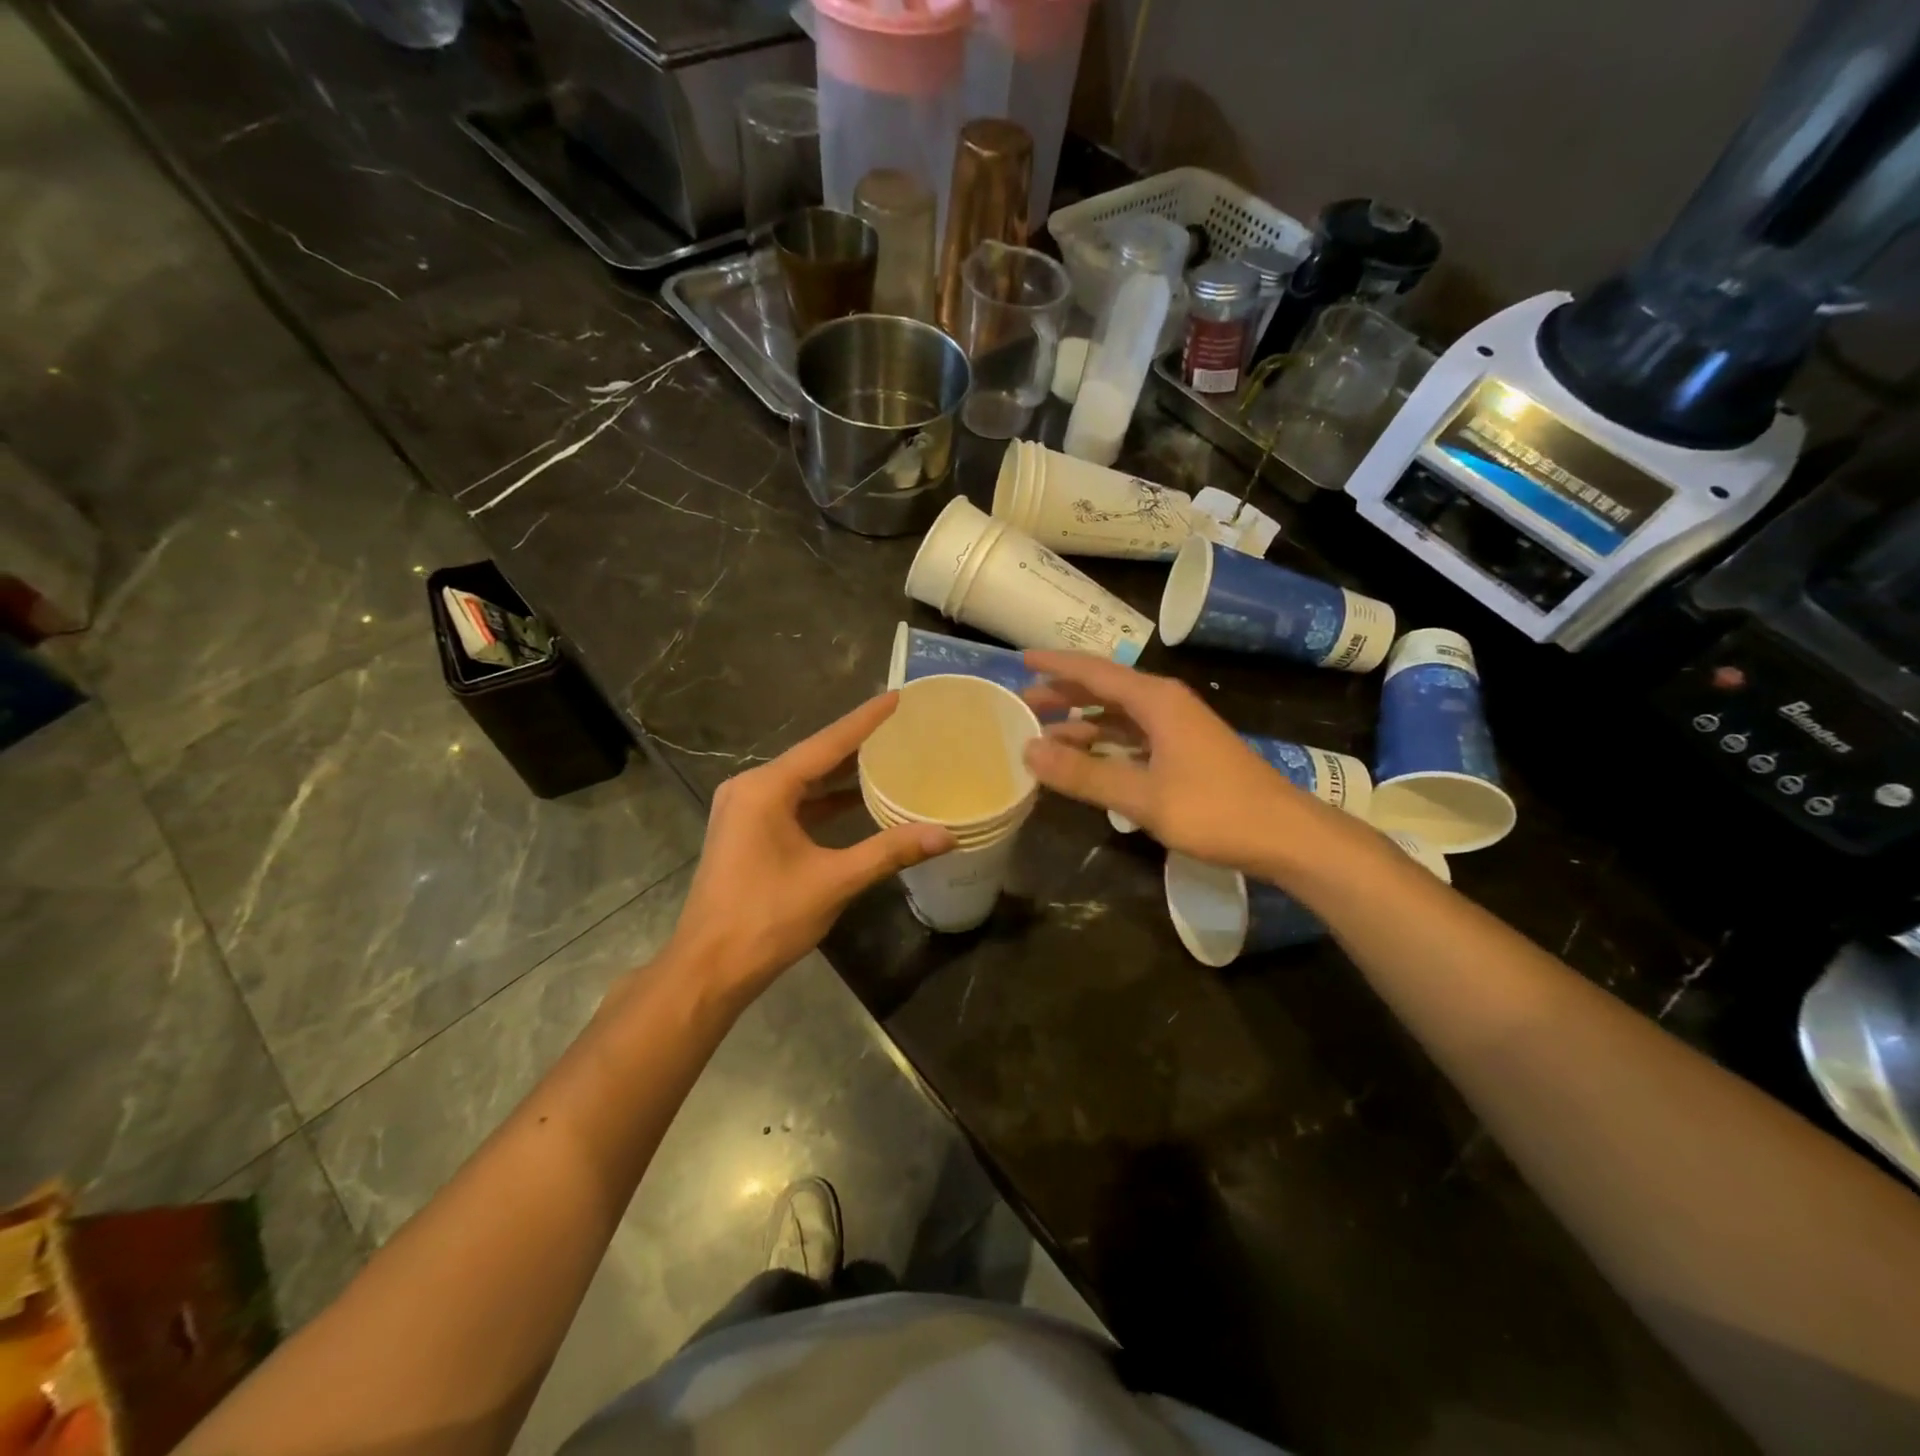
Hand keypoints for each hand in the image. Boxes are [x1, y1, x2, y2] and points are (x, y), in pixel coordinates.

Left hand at [666, 695, 954, 1001]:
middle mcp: (749, 789)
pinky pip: (791, 804)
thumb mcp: (834, 881)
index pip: (826, 744)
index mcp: (765, 789)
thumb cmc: (767, 918)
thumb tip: (946, 835)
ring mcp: (743, 810)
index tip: (896, 696)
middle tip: (900, 727)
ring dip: (840, 776)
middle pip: (812, 759)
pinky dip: (823, 802)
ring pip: (802, 783)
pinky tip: (855, 802)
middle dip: (855, 745)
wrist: (709, 968)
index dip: (864, 720)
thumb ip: (890, 851)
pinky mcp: (745, 832)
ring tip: (886, 758)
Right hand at [1022, 651, 1318, 873]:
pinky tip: (1086, 760)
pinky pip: (1133, 737)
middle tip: (1022, 704)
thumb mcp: (1142, 796)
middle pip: (1105, 690)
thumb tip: (1028, 750)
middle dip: (1064, 694)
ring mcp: (1178, 729)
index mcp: (1156, 700)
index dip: (1055, 666)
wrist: (1285, 835)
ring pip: (1118, 716)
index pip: (1094, 672)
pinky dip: (1105, 744)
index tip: (1020, 660)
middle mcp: (1165, 705)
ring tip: (1045, 735)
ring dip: (1083, 723)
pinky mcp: (1185, 753)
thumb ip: (1084, 774)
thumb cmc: (1214, 810)